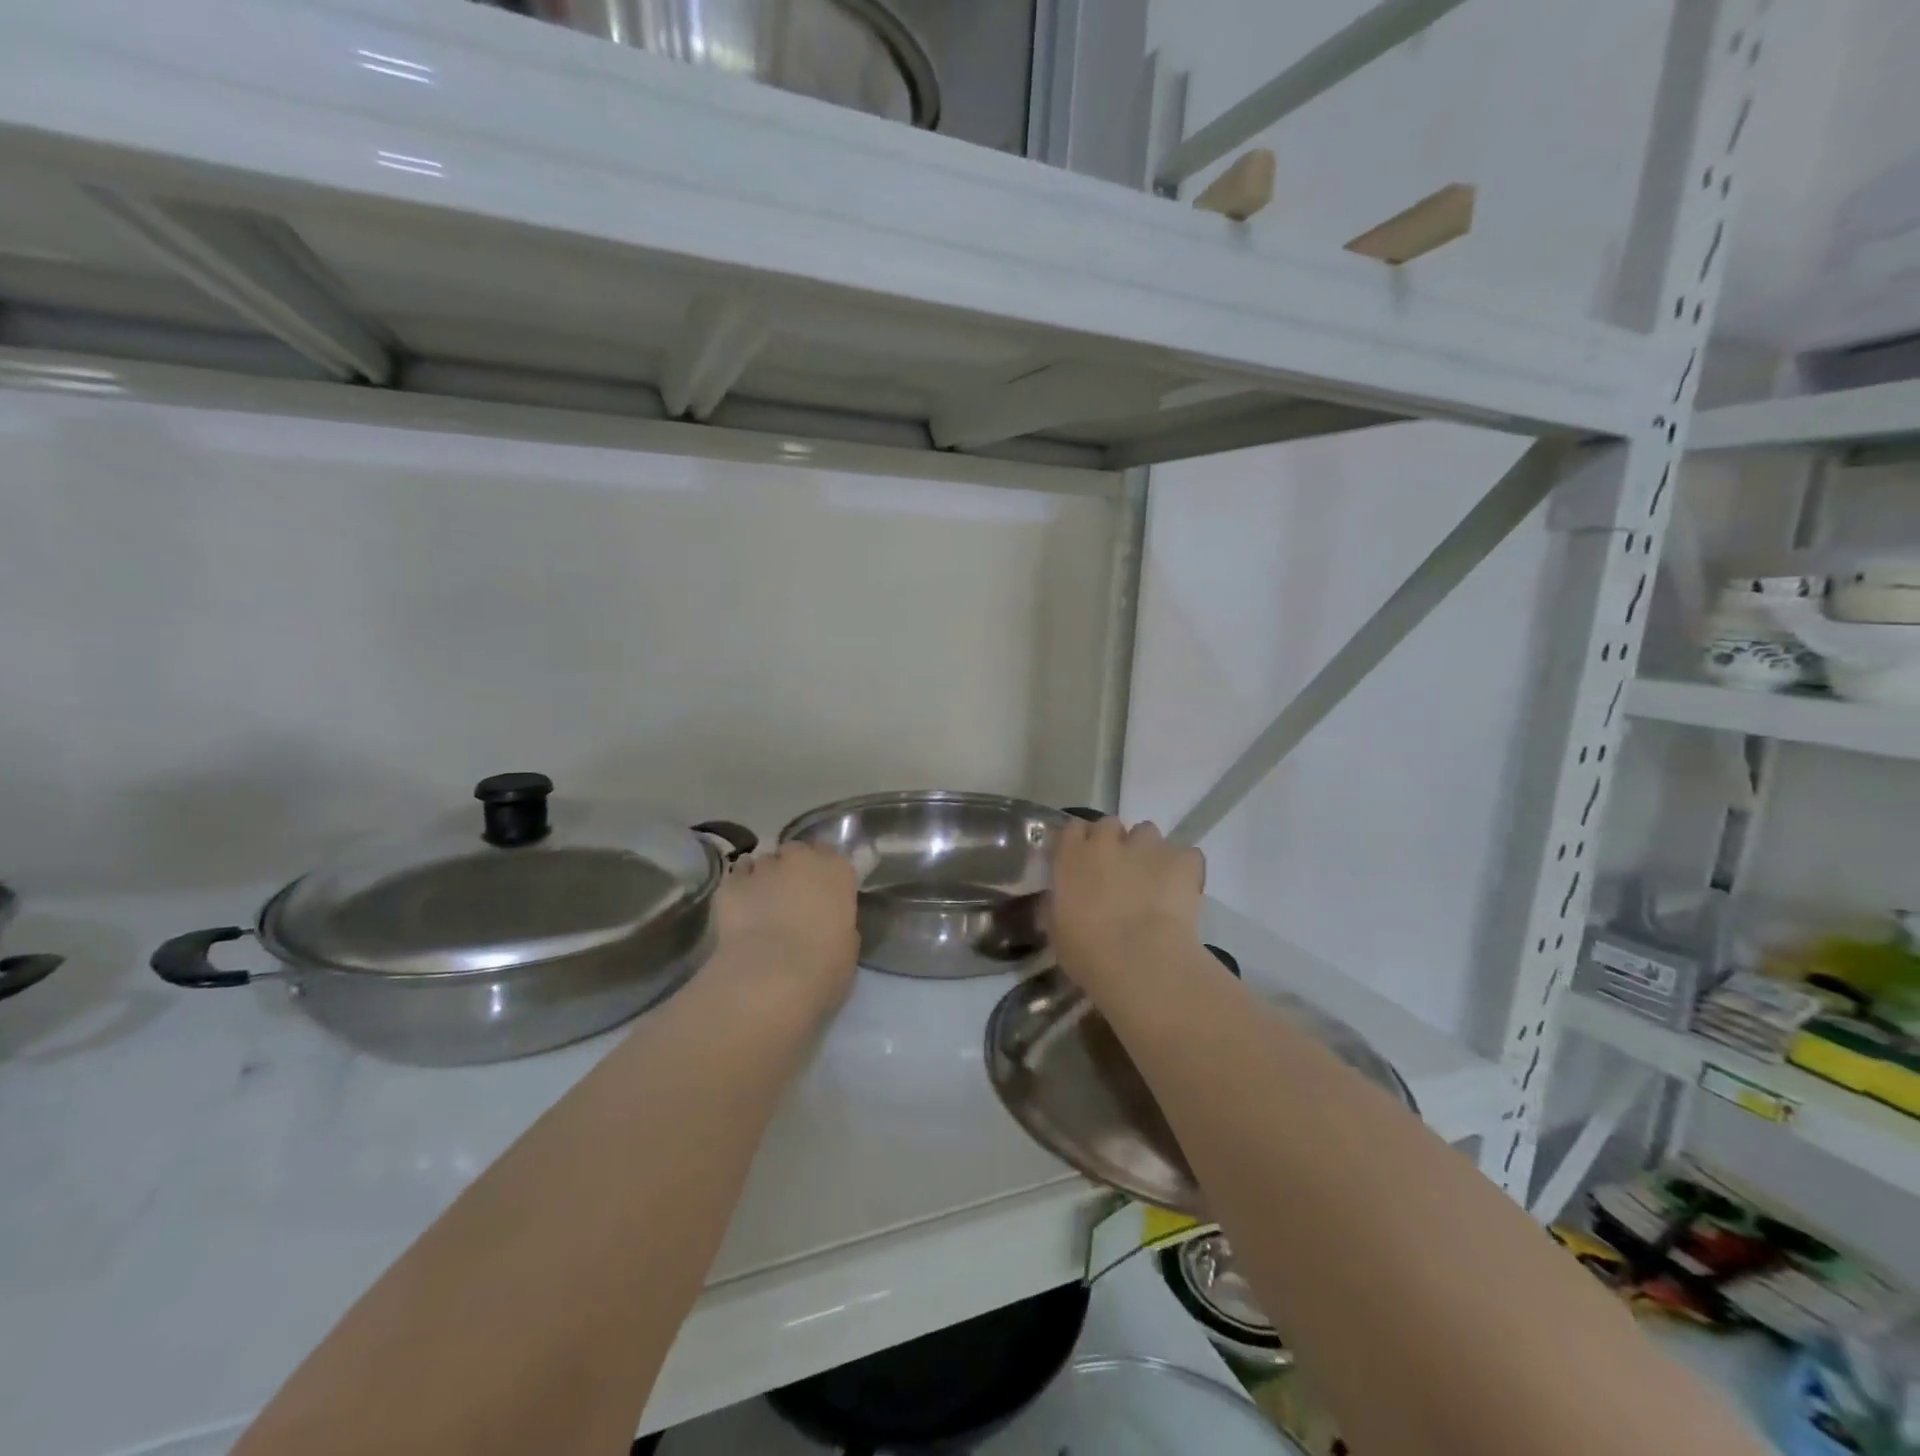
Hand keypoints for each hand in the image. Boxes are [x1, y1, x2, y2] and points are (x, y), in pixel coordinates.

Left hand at [706, 842, 859, 1025]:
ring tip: (761, 905)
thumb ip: (837, 920)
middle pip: (795, 852)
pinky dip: (740, 889)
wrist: (772, 976)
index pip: (831, 856)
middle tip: (791, 896)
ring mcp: (763, 868)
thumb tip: (824, 920)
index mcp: (836, 870)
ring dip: (765, 878)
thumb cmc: (824, 964)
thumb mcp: (847, 943)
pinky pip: (737, 877)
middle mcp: (800, 859)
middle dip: (792, 868)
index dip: (823, 873)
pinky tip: (740, 910)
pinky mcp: (730, 884)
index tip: (820, 891)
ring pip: (764, 863)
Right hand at [1050, 817, 1204, 996]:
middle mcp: (1108, 841)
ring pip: (1147, 832)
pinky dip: (1183, 868)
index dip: (1080, 843)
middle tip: (1117, 872)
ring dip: (1146, 850)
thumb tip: (1058, 899)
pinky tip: (1182, 890)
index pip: (1072, 829)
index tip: (1082, 861)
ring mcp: (1147, 846)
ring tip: (1152, 879)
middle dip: (1113, 842)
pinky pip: (1185, 855)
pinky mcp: (1183, 859)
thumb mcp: (1058, 931)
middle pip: (1109, 824)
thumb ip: (1057, 905)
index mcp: (1072, 857)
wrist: (1143, 962)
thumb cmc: (1089, 953)